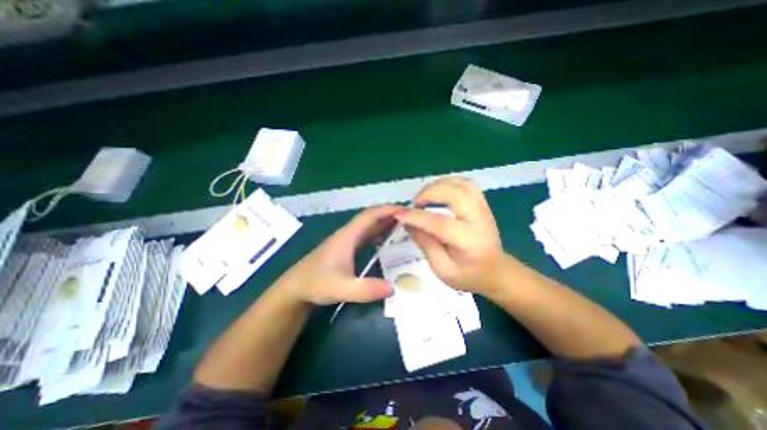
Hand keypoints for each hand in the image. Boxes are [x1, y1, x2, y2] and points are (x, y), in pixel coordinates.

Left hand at [277, 205, 406, 304]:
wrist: (295, 288)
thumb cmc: (316, 284)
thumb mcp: (343, 288)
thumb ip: (367, 289)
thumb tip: (394, 288)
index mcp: (347, 236)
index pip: (370, 216)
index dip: (387, 210)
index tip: (405, 210)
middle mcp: (347, 234)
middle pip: (370, 218)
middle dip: (389, 214)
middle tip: (409, 217)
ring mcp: (345, 241)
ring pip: (367, 226)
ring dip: (383, 222)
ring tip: (402, 225)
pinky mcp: (345, 248)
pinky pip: (364, 235)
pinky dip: (377, 233)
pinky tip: (384, 240)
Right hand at [392, 177, 506, 294]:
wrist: (495, 270)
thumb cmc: (468, 275)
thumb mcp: (442, 269)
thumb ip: (425, 244)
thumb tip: (407, 223)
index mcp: (469, 242)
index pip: (440, 223)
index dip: (416, 217)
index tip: (399, 215)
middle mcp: (479, 219)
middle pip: (454, 193)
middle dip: (428, 193)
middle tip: (415, 205)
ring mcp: (483, 208)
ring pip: (460, 183)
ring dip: (437, 186)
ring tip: (424, 198)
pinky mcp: (482, 203)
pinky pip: (465, 183)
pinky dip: (447, 183)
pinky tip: (437, 193)